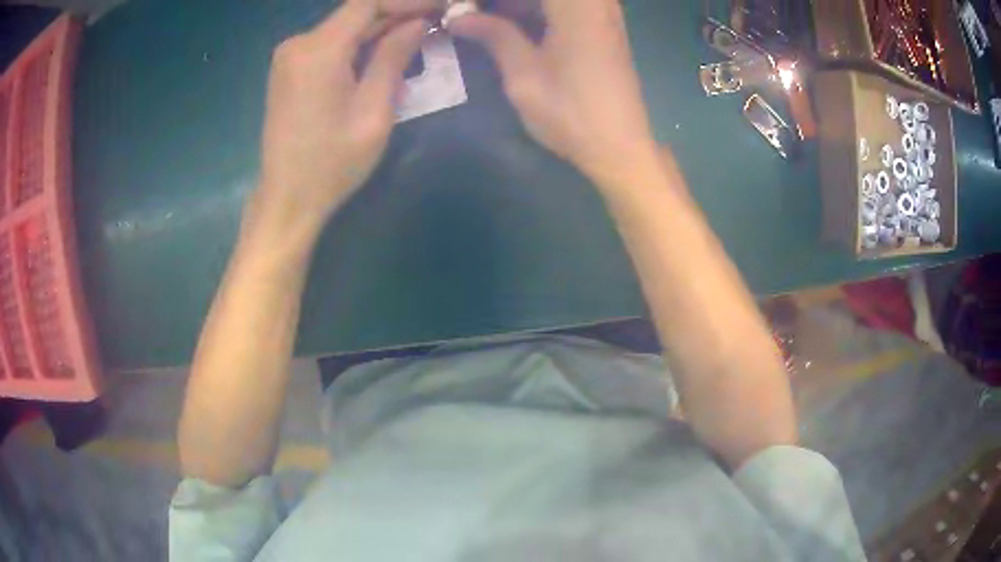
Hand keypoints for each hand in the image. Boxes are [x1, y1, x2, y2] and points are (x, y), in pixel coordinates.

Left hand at [255, 0, 431, 233]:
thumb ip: (393, 58)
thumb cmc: (332, 164)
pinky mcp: (288, 69)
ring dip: (380, 29)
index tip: (440, 7)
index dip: (406, 1)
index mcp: (319, 51)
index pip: (367, 3)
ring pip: (344, 27)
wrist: (286, 199)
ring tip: (418, 38)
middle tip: (436, 22)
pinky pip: (330, 44)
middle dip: (397, 14)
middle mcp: (298, 44)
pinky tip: (383, 54)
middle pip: (355, 13)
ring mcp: (289, 56)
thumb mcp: (374, 112)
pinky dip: (358, 43)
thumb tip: (417, 24)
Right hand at [450, 0, 660, 185]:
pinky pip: (565, 7)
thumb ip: (494, 35)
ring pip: (552, 0)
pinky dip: (537, 11)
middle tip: (471, 15)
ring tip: (484, 20)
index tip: (466, 11)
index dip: (492, 0)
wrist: (620, 147)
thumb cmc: (570, 113)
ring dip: (519, 6)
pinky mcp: (603, 27)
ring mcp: (603, 12)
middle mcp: (595, 2)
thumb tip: (458, 17)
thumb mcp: (524, 75)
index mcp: (576, 6)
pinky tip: (511, 24)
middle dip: (503, 2)